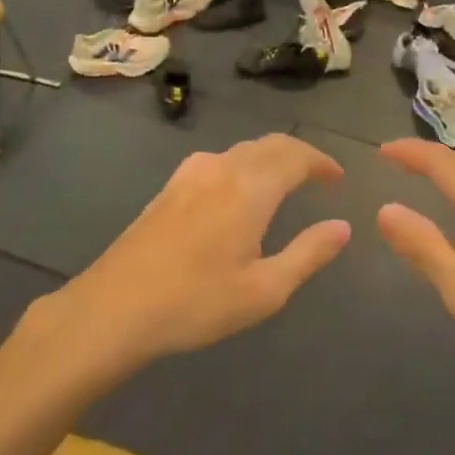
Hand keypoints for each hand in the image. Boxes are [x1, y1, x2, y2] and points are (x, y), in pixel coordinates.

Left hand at [35, 134, 350, 384]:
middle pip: (268, 145)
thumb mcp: (265, 289)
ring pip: (240, 151)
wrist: (113, 310)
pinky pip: (216, 161)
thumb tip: (342, 227)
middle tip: (318, 176)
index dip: (322, 163)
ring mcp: (188, 176)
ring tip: (284, 182)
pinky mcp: (167, 190)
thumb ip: (309, 253)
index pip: (295, 156)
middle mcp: (220, 169)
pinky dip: (242, 166)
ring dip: (269, 158)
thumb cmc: (196, 303)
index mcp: (249, 189)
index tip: (338, 179)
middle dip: (298, 155)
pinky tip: (236, 192)